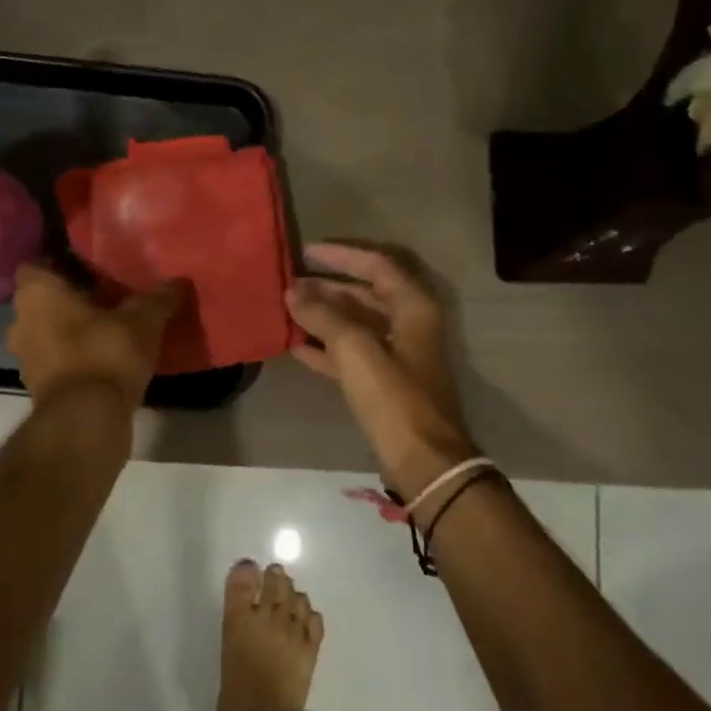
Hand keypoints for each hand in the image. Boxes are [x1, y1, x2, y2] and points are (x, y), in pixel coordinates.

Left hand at [6, 264, 181, 408]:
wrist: (87, 419)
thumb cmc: (105, 353)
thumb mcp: (143, 320)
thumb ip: (158, 298)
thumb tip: (178, 282)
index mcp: (36, 293)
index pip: (37, 266)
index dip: (60, 265)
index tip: (89, 269)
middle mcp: (20, 321)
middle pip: (42, 301)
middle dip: (69, 300)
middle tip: (106, 298)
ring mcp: (25, 358)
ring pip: (47, 332)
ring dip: (71, 331)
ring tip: (108, 330)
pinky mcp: (37, 387)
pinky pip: (55, 361)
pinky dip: (73, 359)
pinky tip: (104, 359)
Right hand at [286, 242, 479, 504]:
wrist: (422, 459)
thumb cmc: (393, 396)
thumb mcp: (355, 349)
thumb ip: (323, 316)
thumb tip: (293, 291)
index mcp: (412, 307)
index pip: (376, 265)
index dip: (341, 256)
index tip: (306, 252)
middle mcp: (409, 324)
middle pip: (365, 294)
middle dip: (328, 287)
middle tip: (291, 283)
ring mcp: (398, 354)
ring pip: (356, 325)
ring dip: (324, 317)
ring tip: (288, 310)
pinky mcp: (384, 383)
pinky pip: (351, 355)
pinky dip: (326, 349)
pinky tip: (296, 347)